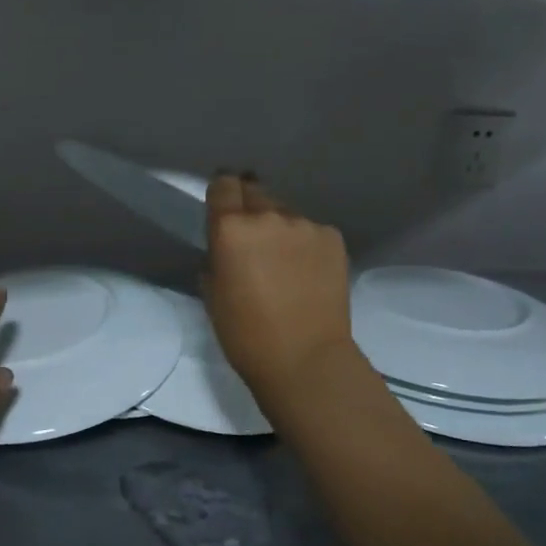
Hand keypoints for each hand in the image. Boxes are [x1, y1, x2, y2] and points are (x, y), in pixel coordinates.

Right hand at [203, 174, 358, 407]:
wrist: (306, 359)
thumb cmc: (245, 333)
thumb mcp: (213, 294)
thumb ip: (216, 258)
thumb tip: (226, 248)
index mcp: (231, 228)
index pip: (223, 185)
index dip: (221, 191)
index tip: (222, 203)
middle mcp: (268, 216)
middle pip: (255, 192)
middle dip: (249, 207)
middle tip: (251, 235)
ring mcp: (305, 225)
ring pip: (285, 213)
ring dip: (279, 228)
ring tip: (283, 261)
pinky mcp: (333, 238)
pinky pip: (311, 231)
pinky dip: (305, 244)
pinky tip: (306, 272)